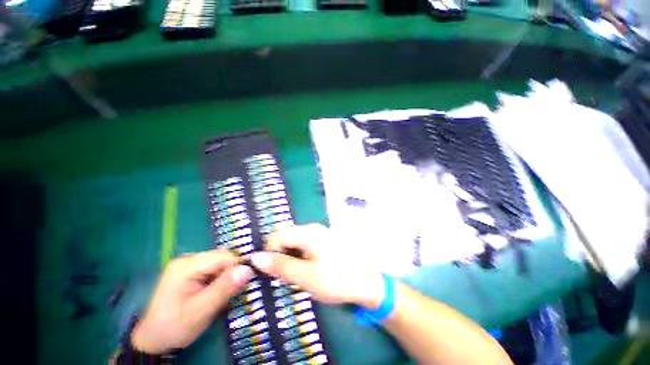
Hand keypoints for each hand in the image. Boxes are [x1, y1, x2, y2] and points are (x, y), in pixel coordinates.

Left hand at [131, 250, 252, 353]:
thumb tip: (248, 269)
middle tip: (232, 293)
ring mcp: (188, 265)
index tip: (244, 283)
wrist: (152, 340)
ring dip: (225, 277)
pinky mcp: (189, 272)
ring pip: (219, 264)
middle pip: (221, 258)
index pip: (223, 257)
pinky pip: (213, 270)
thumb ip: (224, 288)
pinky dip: (219, 280)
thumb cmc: (174, 327)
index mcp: (187, 266)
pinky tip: (215, 292)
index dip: (237, 267)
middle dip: (231, 273)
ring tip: (223, 295)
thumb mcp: (201, 311)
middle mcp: (188, 260)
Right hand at [250, 223, 384, 307]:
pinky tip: (302, 268)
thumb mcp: (304, 276)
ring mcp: (318, 233)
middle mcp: (312, 228)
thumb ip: (280, 265)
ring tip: (292, 273)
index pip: (277, 235)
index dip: (269, 252)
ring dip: (287, 255)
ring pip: (293, 240)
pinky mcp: (322, 240)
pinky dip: (297, 255)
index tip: (269, 271)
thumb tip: (256, 257)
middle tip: (281, 274)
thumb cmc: (336, 280)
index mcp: (308, 232)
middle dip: (278, 253)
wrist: (365, 282)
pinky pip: (302, 244)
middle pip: (285, 235)